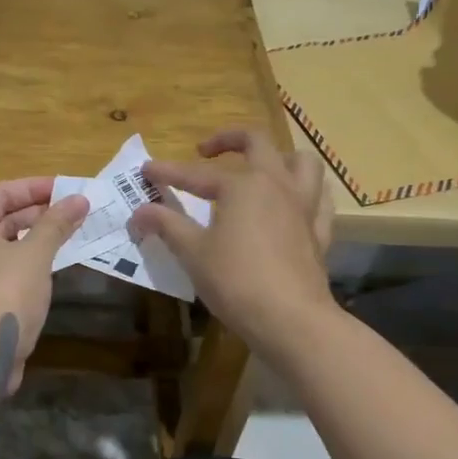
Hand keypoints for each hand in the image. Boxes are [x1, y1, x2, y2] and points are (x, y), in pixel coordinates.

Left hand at [0, 177, 87, 395]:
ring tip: (67, 233)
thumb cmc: (4, 294)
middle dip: (37, 214)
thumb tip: (80, 199)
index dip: (36, 188)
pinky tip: (50, 263)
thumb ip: (56, 224)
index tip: (68, 189)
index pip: (1, 193)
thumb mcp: (35, 254)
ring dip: (32, 238)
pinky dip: (22, 260)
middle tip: (73, 211)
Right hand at [126, 129, 334, 350]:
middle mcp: (276, 184)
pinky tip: (293, 202)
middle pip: (257, 143)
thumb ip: (167, 225)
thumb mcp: (193, 253)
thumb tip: (138, 212)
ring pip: (302, 162)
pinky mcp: (319, 231)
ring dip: (279, 157)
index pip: (196, 174)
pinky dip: (306, 192)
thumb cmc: (236, 281)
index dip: (168, 172)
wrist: (291, 319)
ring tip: (259, 168)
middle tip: (206, 152)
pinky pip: (319, 199)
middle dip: (228, 139)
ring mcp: (303, 206)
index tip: (145, 170)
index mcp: (243, 185)